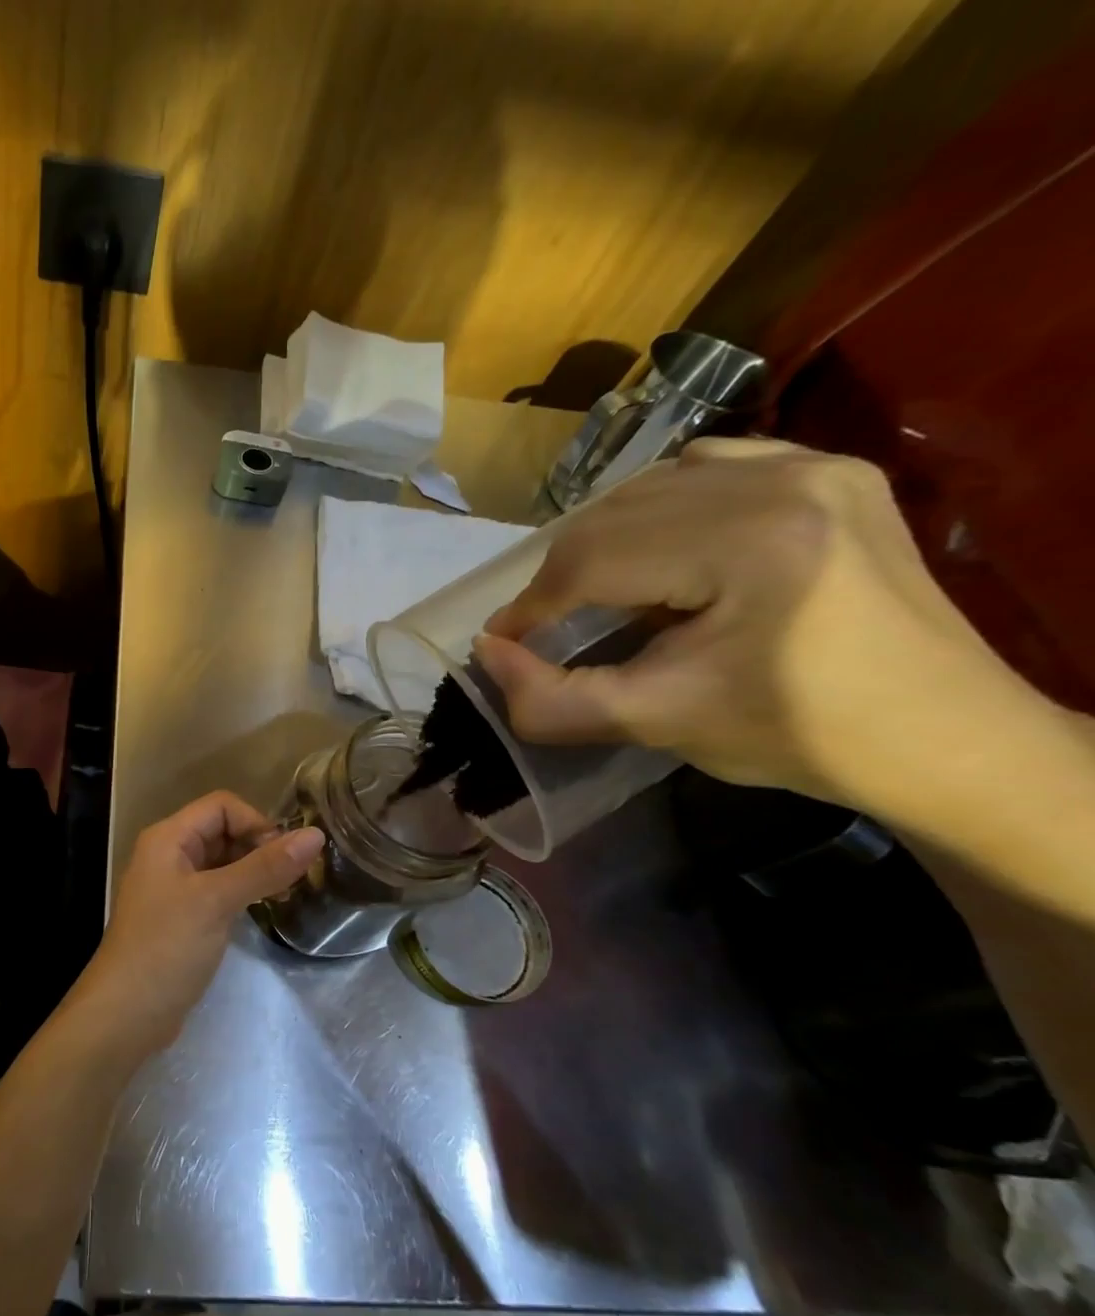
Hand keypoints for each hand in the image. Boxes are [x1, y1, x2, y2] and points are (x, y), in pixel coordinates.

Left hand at [64, 792, 323, 1062]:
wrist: (126, 1013)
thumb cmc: (167, 947)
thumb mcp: (217, 901)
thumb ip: (265, 867)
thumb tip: (315, 835)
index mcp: (168, 838)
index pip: (221, 806)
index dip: (256, 822)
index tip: (285, 856)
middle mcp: (168, 854)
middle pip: (222, 831)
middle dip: (259, 846)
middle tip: (293, 877)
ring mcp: (174, 887)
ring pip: (222, 862)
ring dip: (253, 870)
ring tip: (284, 893)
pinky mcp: (182, 916)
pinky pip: (217, 889)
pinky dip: (241, 892)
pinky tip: (262, 909)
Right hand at [473, 438, 1028, 819]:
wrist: (942, 737)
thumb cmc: (798, 735)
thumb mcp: (656, 724)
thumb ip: (552, 699)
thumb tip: (487, 655)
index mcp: (749, 542)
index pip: (592, 559)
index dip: (530, 607)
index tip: (505, 646)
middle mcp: (781, 481)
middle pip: (613, 515)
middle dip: (561, 577)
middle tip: (544, 629)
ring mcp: (814, 466)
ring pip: (650, 484)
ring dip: (603, 540)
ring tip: (595, 593)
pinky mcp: (830, 472)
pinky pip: (708, 465)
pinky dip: (660, 505)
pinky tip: (660, 548)